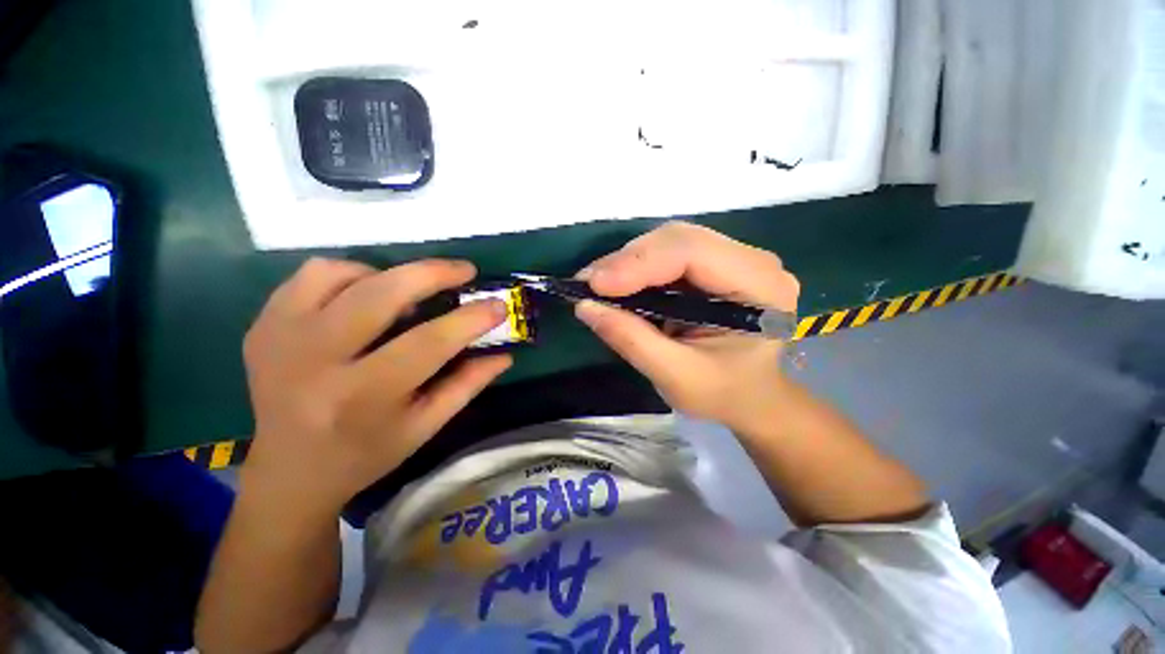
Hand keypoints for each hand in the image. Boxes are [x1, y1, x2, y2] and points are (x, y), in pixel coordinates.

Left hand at [241, 258, 511, 515]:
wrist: (289, 472)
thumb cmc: (366, 453)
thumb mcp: (425, 427)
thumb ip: (467, 385)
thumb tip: (504, 355)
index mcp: (362, 397)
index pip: (428, 343)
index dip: (470, 319)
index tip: (498, 306)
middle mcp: (314, 363)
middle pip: (380, 294)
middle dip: (432, 273)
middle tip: (464, 271)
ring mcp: (279, 338)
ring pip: (341, 273)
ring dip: (387, 274)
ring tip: (408, 292)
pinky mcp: (263, 326)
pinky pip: (311, 275)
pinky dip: (348, 274)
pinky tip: (365, 296)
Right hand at [574, 222, 798, 429]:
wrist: (749, 396)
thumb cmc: (723, 393)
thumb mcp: (677, 377)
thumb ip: (632, 340)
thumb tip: (585, 306)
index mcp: (761, 287)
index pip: (694, 252)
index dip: (640, 263)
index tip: (595, 285)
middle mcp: (752, 261)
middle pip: (679, 238)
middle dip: (628, 260)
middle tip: (588, 284)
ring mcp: (733, 258)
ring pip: (669, 240)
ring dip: (628, 261)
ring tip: (596, 284)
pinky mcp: (713, 264)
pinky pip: (667, 252)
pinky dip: (636, 266)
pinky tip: (616, 282)